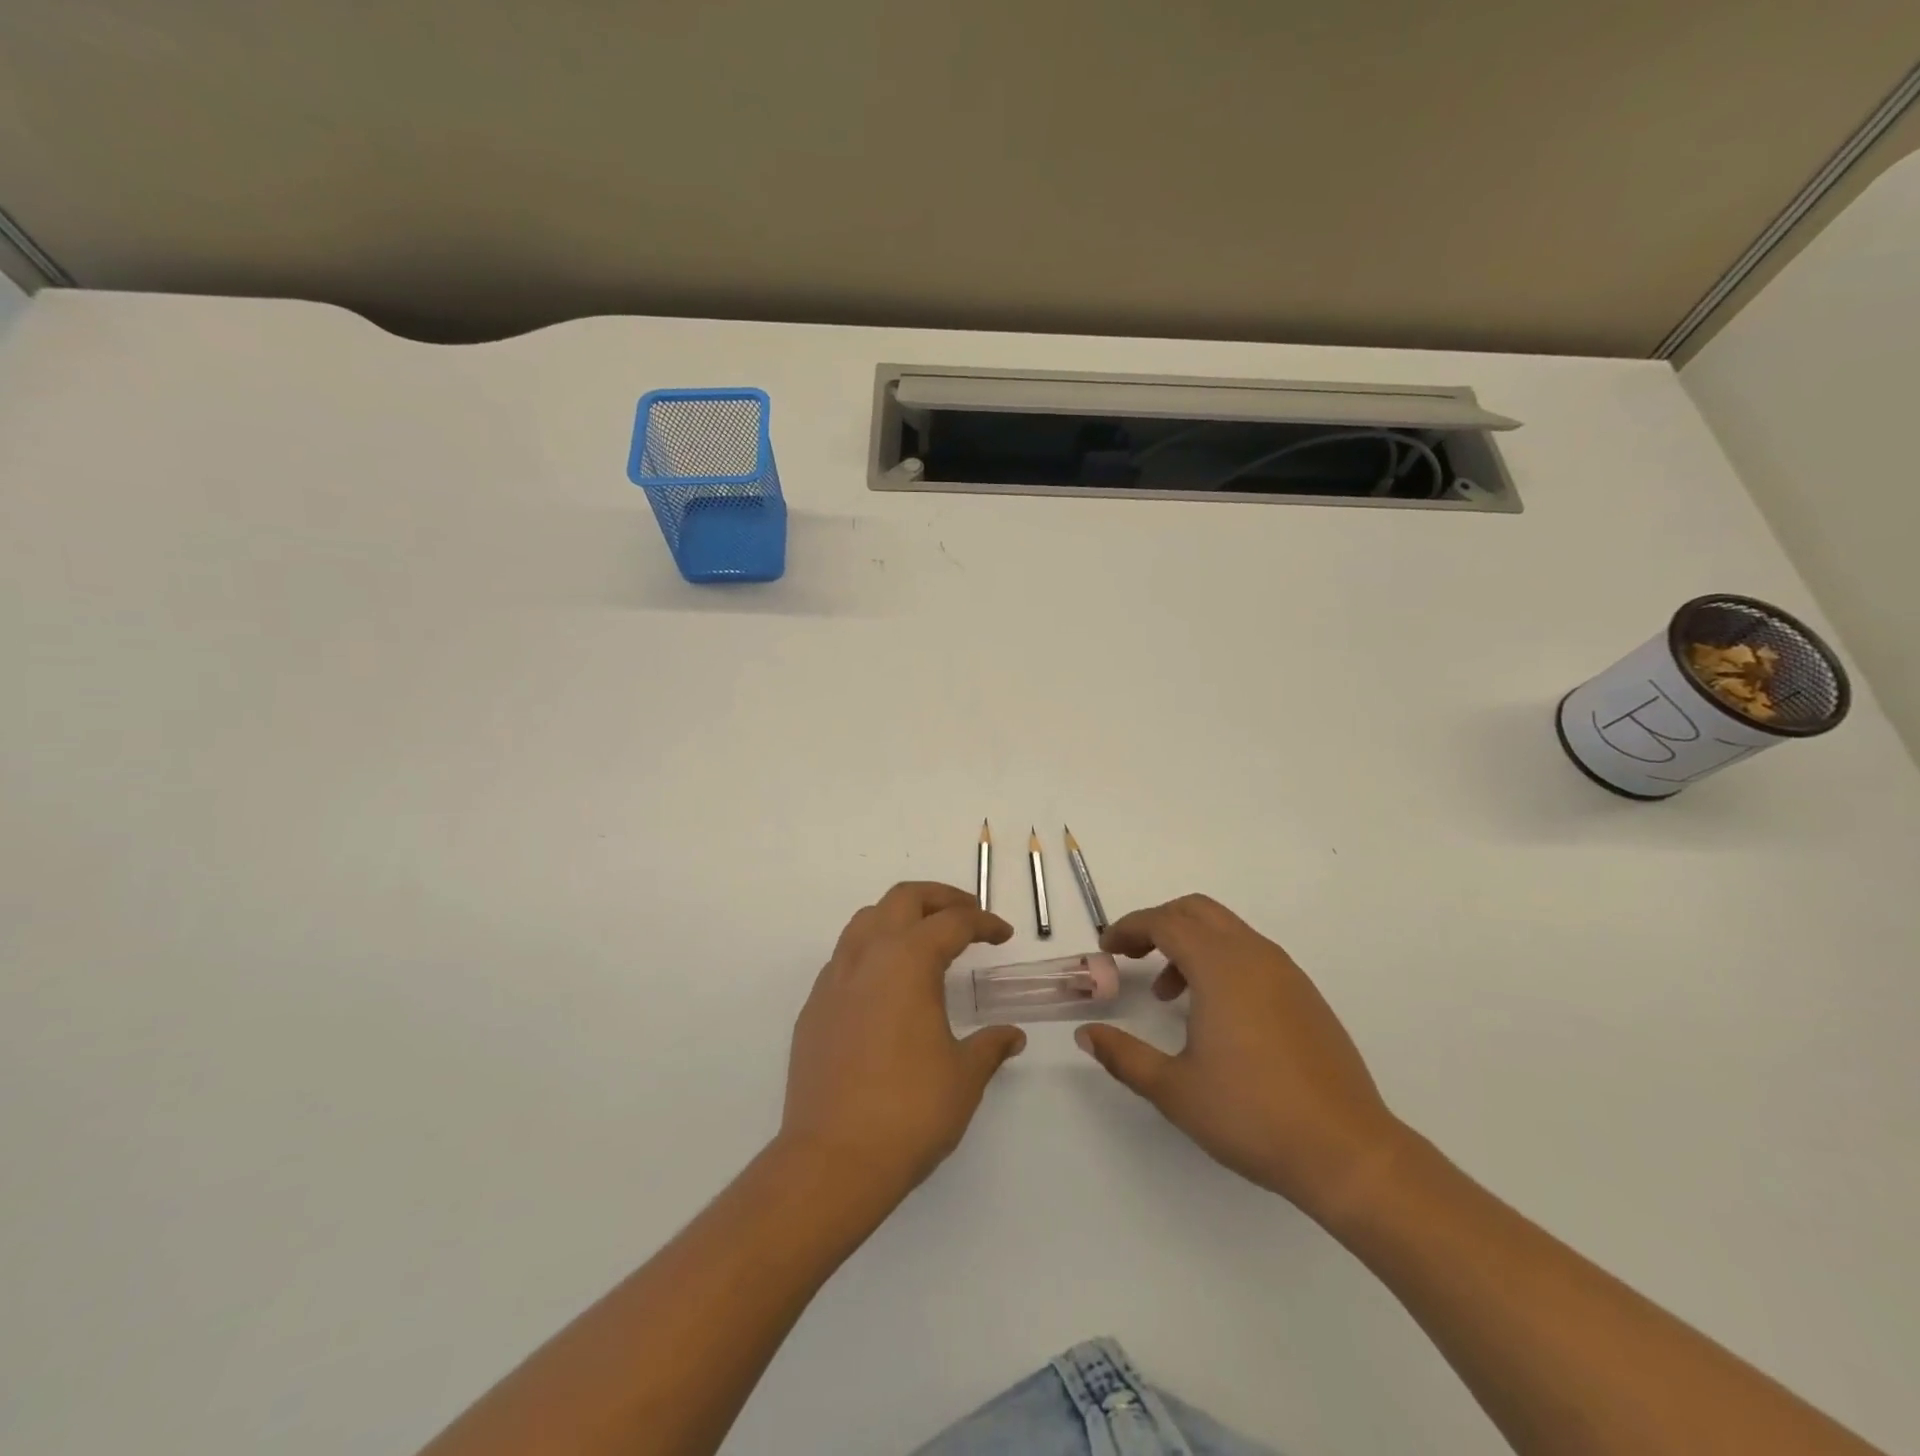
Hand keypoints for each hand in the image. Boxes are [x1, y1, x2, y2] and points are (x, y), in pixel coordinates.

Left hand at [780, 882, 1023, 1200]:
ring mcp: (834, 981)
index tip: (1003, 934)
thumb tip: (1011, 1035)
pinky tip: (885, 985)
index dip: (984, 923)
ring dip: (899, 916)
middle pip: (903, 899)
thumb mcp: (964, 1077)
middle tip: (967, 914)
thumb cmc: (909, 1111)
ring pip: (866, 920)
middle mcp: (868, 957)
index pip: (952, 922)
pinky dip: (871, 951)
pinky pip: (844, 957)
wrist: (832, 1159)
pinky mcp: (813, 1008)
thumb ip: (990, 1046)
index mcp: (908, 961)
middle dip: (939, 897)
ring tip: (924, 938)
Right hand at [1076, 894, 1406, 1219]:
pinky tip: (1214, 1013)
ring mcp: (1286, 973)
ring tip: (1169, 994)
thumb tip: (1086, 1034)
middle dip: (1158, 923)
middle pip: (1197, 911)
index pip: (1165, 922)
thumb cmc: (1252, 1116)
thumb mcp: (1174, 1089)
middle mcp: (1255, 956)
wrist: (1347, 1153)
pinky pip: (1252, 954)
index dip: (1130, 928)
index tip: (1106, 949)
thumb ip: (1123, 1056)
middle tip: (1131, 955)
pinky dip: (1220, 961)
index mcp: (1221, 967)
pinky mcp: (1305, 996)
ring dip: (1190, 944)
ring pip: (1227, 930)